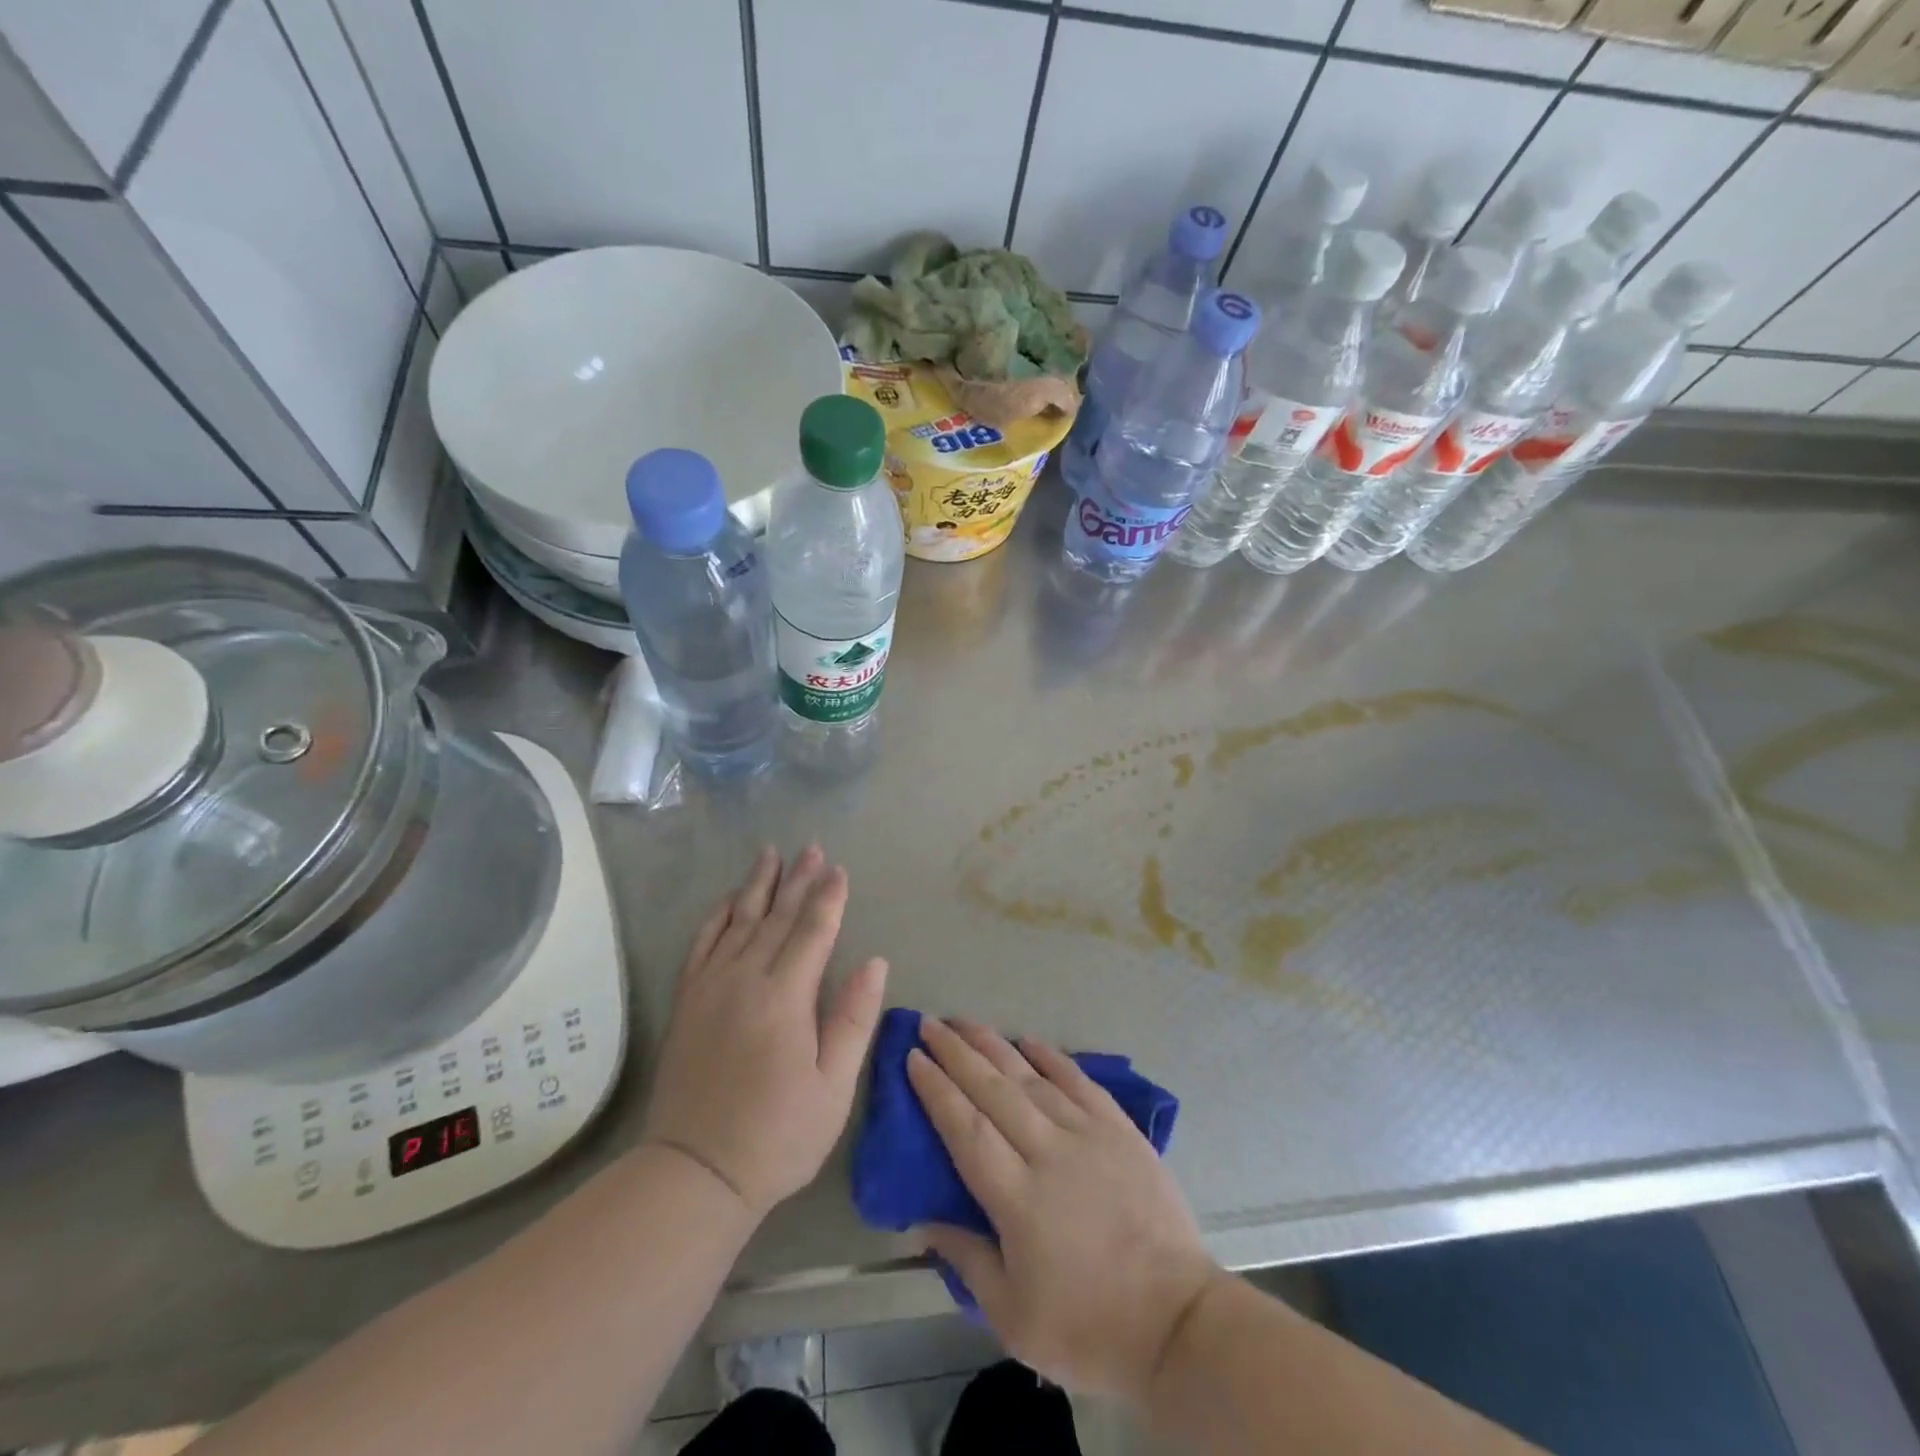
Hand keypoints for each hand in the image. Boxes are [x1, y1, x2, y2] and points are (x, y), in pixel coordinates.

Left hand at [643, 846, 888, 1218]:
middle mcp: (744, 980)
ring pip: (737, 921)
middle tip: (812, 848)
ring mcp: (710, 988)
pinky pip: (701, 944)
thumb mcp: (833, 1087)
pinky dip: (716, 916)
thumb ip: (853, 1019)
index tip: (840, 870)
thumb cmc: (778, 1135)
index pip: (812, 933)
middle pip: (776, 917)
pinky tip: (727, 900)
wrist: (695, 1172)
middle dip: (798, 880)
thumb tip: (875, 962)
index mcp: (784, 998)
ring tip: (771, 854)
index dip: (828, 899)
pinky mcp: (687, 1002)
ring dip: (758, 886)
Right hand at [908, 1018, 1219, 1399]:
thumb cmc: (1089, 1329)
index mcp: (1017, 1199)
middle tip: (929, 1025)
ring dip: (994, 1045)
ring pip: (1031, 1078)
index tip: (913, 1058)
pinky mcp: (1120, 1130)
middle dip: (956, 1053)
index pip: (965, 1129)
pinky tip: (1029, 1040)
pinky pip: (1079, 1081)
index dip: (936, 1090)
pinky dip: (1052, 1057)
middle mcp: (1049, 1152)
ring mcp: (1088, 1135)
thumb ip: (967, 1261)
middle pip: (993, 1090)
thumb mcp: (1014, 1319)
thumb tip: (924, 1221)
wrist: (1177, 1323)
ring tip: (965, 1022)